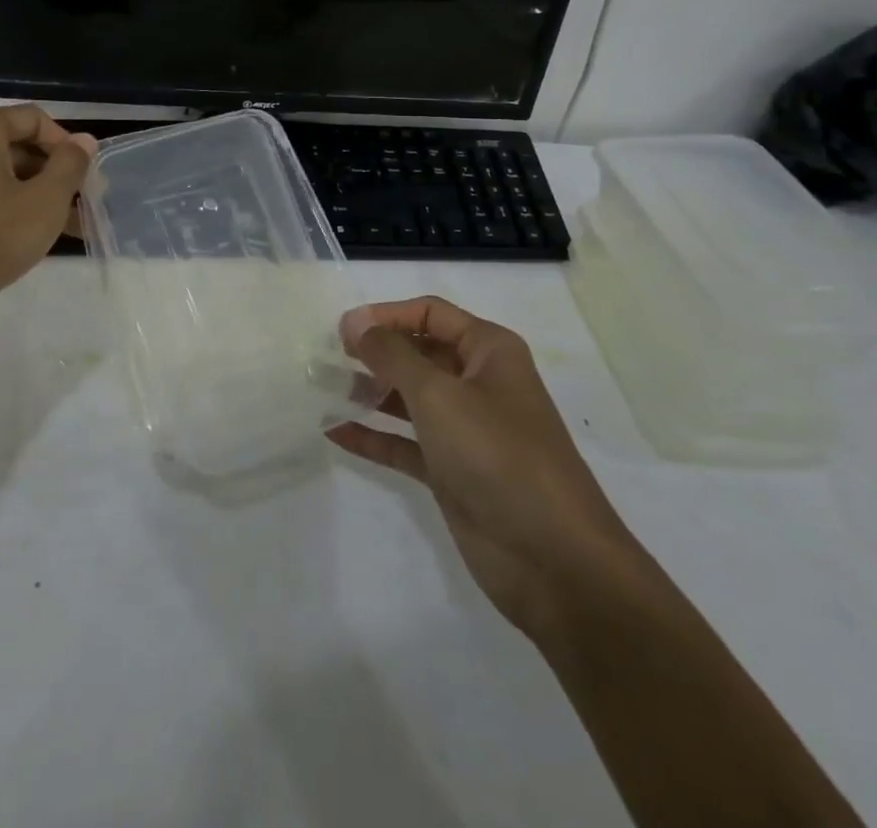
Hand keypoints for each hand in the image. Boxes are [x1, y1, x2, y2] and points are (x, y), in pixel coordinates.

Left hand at [0, 104, 96, 335]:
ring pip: (1, 175)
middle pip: (17, 145)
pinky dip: (10, 208)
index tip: (86, 177)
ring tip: (68, 227)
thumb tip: (84, 140)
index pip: (34, 119)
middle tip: (83, 203)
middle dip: (54, 172)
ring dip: (37, 194)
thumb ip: (71, 164)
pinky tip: (33, 238)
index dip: (67, 144)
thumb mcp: (46, 200)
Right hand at [328, 295, 637, 640]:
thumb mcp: (438, 394)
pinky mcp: (452, 472)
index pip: (429, 314)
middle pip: (418, 353)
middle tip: (326, 359)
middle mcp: (478, 383)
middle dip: (374, 353)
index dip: (386, 315)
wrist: (554, 561)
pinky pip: (405, 443)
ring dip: (368, 392)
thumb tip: (355, 322)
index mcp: (489, 351)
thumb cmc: (497, 455)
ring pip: (408, 399)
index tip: (342, 329)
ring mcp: (465, 431)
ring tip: (322, 390)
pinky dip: (373, 436)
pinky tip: (335, 432)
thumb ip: (391, 354)